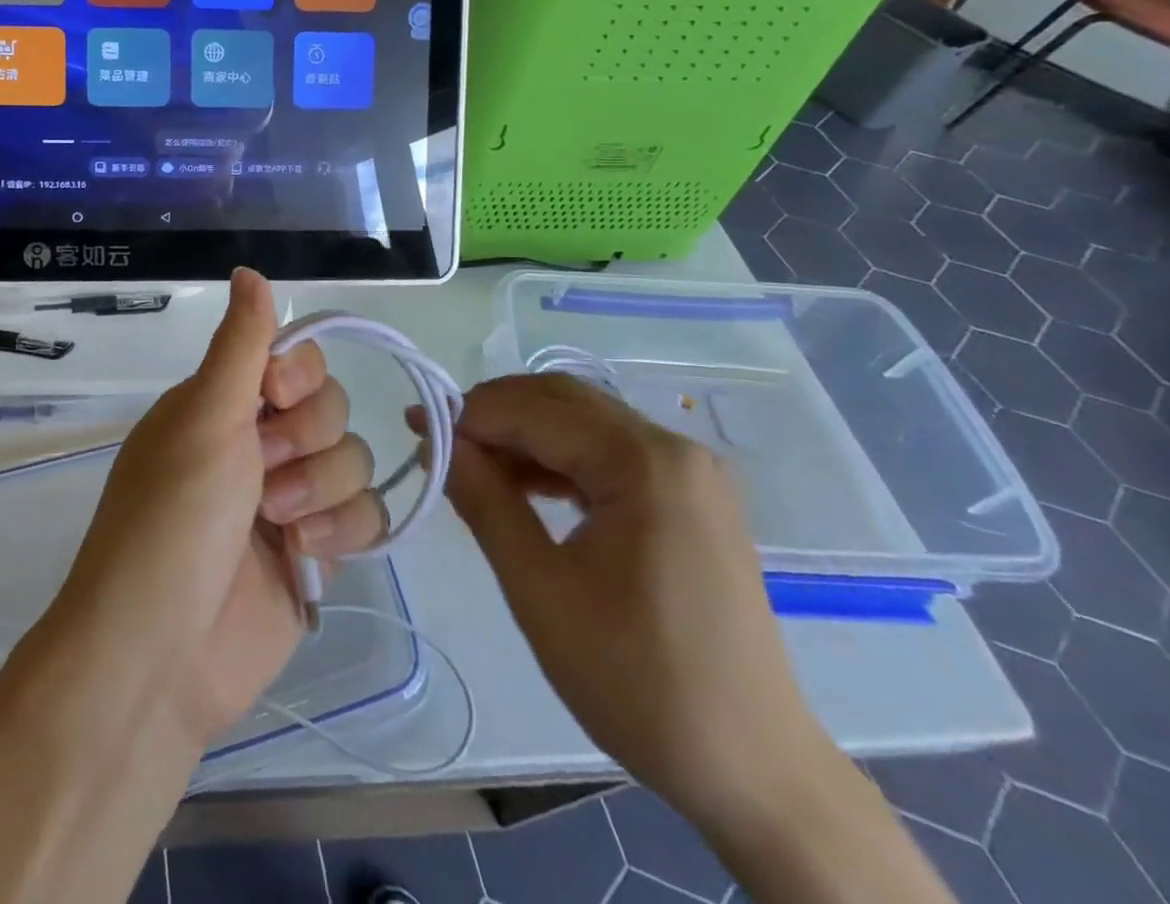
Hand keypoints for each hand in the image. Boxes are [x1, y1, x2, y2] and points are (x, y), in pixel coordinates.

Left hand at [48, 268, 387, 749]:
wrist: (162, 655)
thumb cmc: (172, 520)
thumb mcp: (203, 418)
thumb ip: (240, 345)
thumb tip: (250, 269)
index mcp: (226, 404)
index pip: (296, 358)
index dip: (300, 376)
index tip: (275, 397)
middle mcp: (259, 442)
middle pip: (333, 406)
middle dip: (306, 441)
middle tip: (263, 476)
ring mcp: (291, 498)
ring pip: (355, 458)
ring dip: (322, 489)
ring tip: (279, 527)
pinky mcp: (318, 551)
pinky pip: (366, 514)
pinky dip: (344, 530)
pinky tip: (308, 556)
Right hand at [441, 374, 842, 840]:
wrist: (753, 769)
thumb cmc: (638, 681)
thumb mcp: (540, 591)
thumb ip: (485, 502)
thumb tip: (439, 443)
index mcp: (644, 463)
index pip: (535, 411)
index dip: (468, 416)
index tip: (417, 433)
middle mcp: (674, 448)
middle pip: (563, 400)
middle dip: (494, 415)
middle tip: (439, 445)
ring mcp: (690, 471)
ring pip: (585, 422)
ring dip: (524, 434)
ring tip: (472, 468)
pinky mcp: (692, 497)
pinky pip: (610, 452)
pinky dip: (560, 458)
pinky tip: (526, 487)